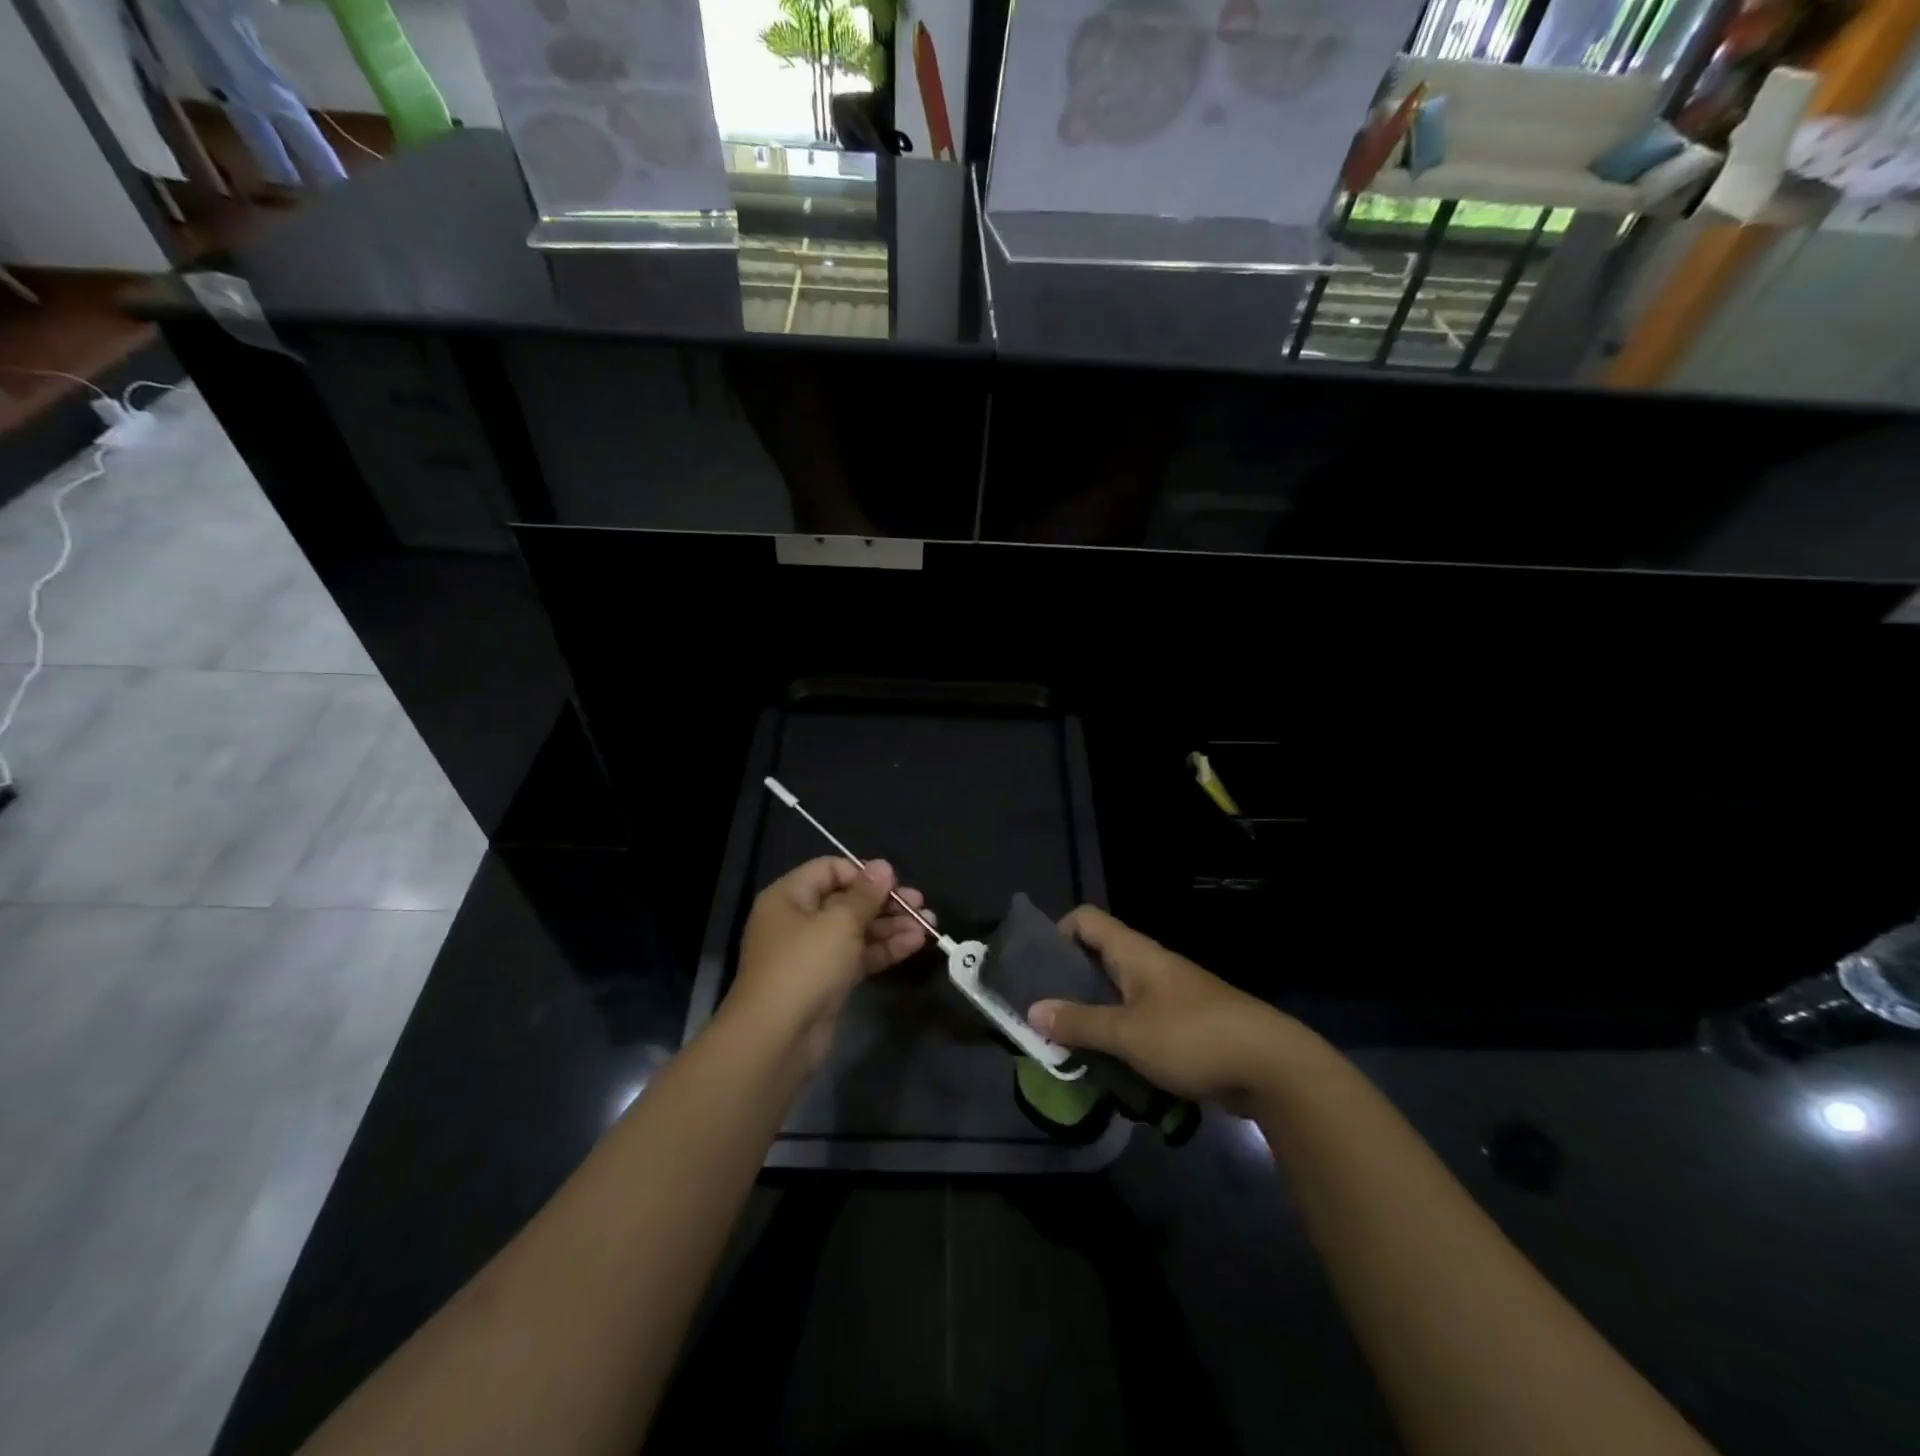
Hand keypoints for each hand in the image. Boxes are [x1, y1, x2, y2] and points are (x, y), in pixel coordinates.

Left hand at [729, 857, 931, 1070]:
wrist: (777, 1039)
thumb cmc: (805, 966)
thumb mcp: (840, 922)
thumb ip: (866, 894)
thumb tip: (883, 866)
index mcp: (789, 897)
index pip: (829, 870)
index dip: (863, 873)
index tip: (894, 883)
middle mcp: (798, 921)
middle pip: (846, 901)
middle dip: (885, 902)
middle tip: (920, 904)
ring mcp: (812, 953)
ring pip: (856, 930)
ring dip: (891, 926)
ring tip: (929, 924)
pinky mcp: (826, 981)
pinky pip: (858, 956)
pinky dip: (884, 948)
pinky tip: (915, 943)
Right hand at [1026, 906, 1293, 1110]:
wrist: (1271, 1067)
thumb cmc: (1192, 1036)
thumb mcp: (1127, 1033)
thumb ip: (1079, 1022)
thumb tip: (1032, 1010)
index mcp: (1135, 952)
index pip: (1086, 919)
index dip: (1057, 933)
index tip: (1037, 967)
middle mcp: (1150, 965)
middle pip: (1098, 958)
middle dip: (1068, 984)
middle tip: (1043, 1015)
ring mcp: (1171, 995)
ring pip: (1119, 995)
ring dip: (1094, 1017)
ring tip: (1068, 1046)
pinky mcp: (1186, 1026)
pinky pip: (1141, 1023)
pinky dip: (1121, 1039)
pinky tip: (1109, 1067)